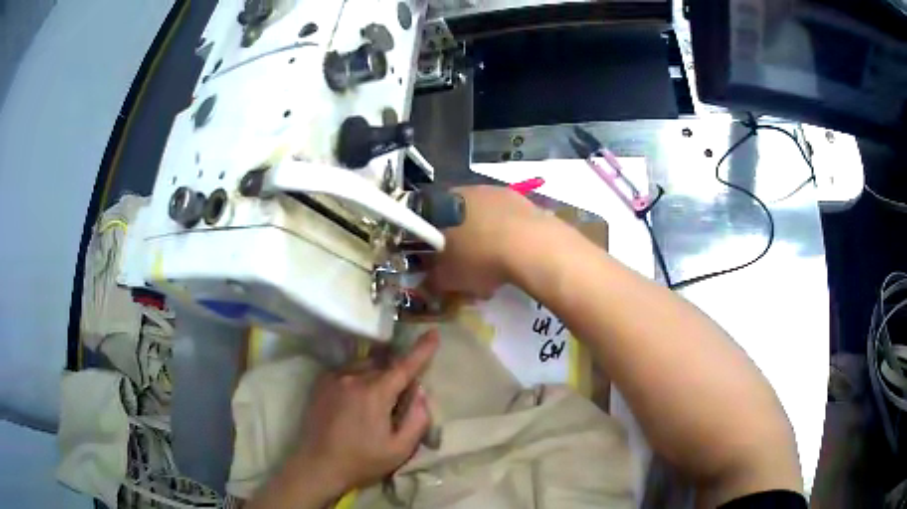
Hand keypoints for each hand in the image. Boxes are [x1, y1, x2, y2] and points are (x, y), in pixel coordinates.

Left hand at [290, 331, 439, 495]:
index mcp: (374, 393)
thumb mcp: (399, 449)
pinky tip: (356, 400)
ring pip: (365, 366)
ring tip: (375, 403)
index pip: (404, 366)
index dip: (421, 350)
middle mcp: (353, 377)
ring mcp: (334, 377)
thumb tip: (419, 391)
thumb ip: (417, 419)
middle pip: (384, 366)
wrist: (317, 466)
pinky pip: (348, 371)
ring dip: (377, 376)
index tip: (433, 333)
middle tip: (399, 400)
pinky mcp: (321, 382)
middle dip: (396, 376)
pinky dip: (359, 378)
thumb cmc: (361, 461)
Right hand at [427, 186, 552, 298]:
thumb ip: (433, 278)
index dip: (433, 240)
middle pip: (460, 216)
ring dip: (487, 238)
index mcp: (444, 203)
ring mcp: (500, 193)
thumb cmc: (481, 258)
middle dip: (462, 239)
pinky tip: (515, 258)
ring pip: (487, 218)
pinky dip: (509, 237)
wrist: (532, 247)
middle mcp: (470, 190)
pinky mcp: (526, 201)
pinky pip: (510, 221)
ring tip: (495, 267)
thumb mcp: (449, 277)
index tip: (440, 259)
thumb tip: (429, 280)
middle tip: (466, 264)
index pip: (428, 218)